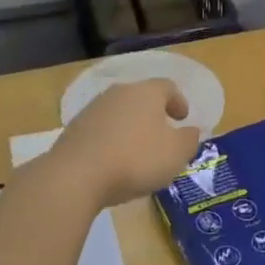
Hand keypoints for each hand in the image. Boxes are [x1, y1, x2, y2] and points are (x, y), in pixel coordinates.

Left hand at [48, 79, 198, 208]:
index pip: (168, 87)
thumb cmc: (135, 159)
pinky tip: (113, 162)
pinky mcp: (73, 130)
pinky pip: (100, 130)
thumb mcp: (176, 153)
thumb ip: (189, 139)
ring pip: (119, 113)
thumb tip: (191, 131)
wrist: (74, 177)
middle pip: (141, 97)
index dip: (178, 101)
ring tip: (137, 151)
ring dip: (130, 127)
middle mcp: (119, 93)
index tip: (183, 118)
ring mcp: (92, 110)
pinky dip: (111, 140)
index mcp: (147, 92)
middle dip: (153, 113)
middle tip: (162, 133)